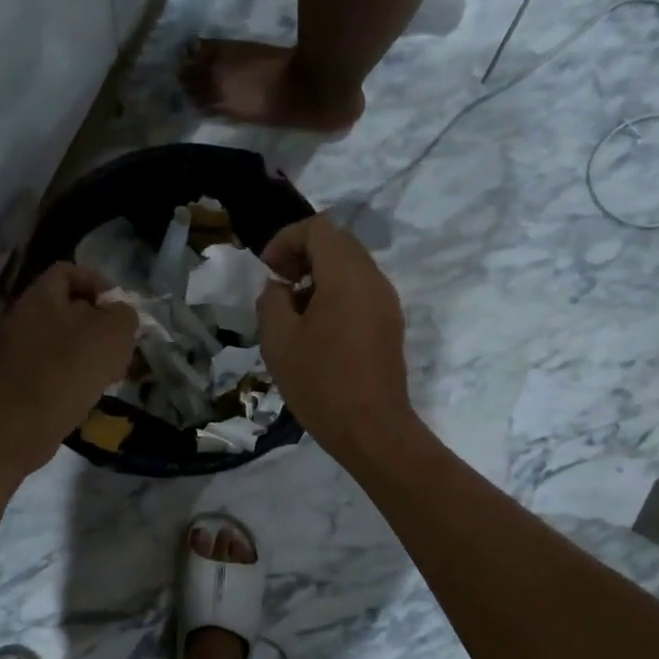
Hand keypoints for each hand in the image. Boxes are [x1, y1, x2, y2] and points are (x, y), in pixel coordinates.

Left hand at [0, 263, 138, 474]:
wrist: (24, 425)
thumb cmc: (70, 370)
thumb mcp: (113, 333)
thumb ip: (123, 313)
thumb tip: (119, 314)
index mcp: (40, 296)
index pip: (69, 271)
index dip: (98, 283)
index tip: (119, 309)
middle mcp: (22, 316)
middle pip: (68, 307)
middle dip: (100, 323)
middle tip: (121, 343)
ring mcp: (16, 348)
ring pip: (62, 338)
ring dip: (90, 349)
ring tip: (112, 370)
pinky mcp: (17, 377)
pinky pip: (52, 363)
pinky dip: (73, 370)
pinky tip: (91, 389)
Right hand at [257, 215, 416, 465]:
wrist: (371, 429)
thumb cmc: (320, 383)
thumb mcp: (278, 340)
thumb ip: (272, 301)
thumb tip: (279, 288)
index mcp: (346, 277)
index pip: (319, 229)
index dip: (287, 239)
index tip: (268, 269)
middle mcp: (373, 280)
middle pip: (338, 242)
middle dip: (303, 253)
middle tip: (278, 282)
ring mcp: (386, 302)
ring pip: (351, 265)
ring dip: (319, 274)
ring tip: (293, 308)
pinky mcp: (389, 323)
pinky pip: (361, 289)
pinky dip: (335, 292)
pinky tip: (316, 327)